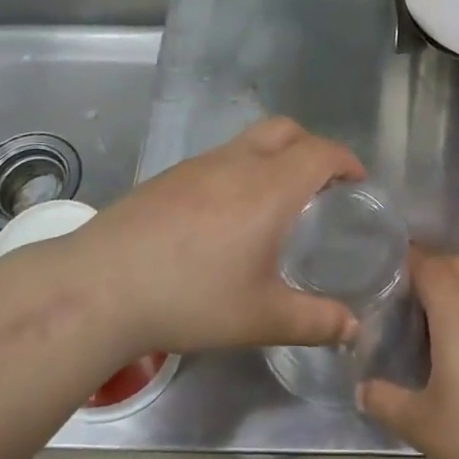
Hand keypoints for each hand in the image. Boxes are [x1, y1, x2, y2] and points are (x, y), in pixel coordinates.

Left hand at [72, 117, 365, 356]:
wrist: (100, 287)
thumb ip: (315, 321)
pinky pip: (220, 158)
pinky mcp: (169, 176)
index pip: (320, 152)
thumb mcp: (260, 318)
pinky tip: (227, 216)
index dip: (346, 160)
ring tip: (277, 202)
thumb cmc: (190, 298)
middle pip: (286, 130)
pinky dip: (241, 170)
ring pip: (249, 141)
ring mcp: (198, 165)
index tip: (358, 181)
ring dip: (274, 156)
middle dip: (312, 147)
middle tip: (322, 186)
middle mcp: (236, 163)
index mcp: (269, 188)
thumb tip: (353, 328)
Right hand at [360, 251, 458, 458]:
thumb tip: (361, 389)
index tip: (389, 273)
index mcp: (457, 312)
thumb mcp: (423, 425)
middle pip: (458, 262)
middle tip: (410, 294)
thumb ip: (386, 402)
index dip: (409, 260)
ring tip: (444, 307)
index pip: (430, 264)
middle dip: (433, 266)